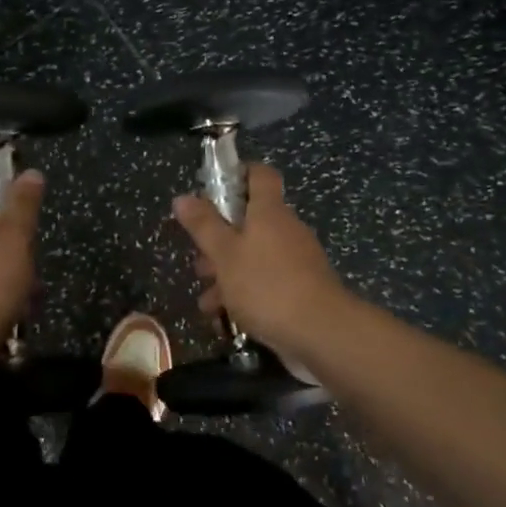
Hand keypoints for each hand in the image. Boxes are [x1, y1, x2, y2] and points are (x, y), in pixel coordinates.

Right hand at [173, 165, 349, 355]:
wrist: (322, 333)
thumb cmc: (266, 285)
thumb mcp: (225, 255)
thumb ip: (203, 226)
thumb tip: (183, 197)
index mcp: (269, 211)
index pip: (259, 175)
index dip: (238, 174)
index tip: (213, 190)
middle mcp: (286, 228)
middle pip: (249, 221)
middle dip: (220, 240)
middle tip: (199, 262)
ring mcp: (297, 259)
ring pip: (254, 255)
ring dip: (228, 273)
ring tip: (207, 301)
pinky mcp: (301, 288)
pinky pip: (267, 280)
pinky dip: (246, 293)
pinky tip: (226, 317)